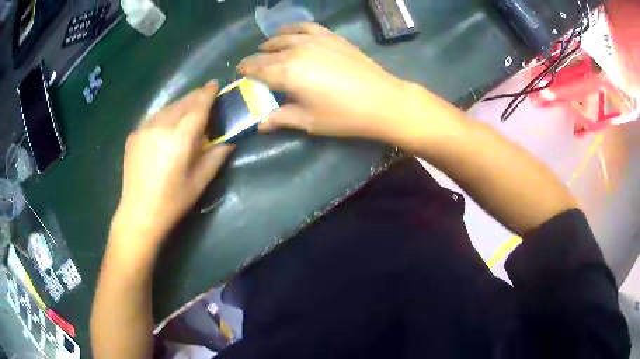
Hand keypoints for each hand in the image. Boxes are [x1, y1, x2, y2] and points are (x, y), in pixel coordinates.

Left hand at [112, 81, 232, 252]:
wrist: (138, 214)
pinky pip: (152, 119)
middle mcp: (160, 128)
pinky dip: (163, 116)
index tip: (215, 84)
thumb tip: (229, 142)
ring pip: (165, 108)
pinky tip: (166, 125)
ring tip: (187, 107)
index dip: (207, 94)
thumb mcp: (199, 183)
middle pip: (181, 104)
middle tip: (204, 94)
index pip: (197, 108)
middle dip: (194, 96)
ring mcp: (143, 130)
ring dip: (179, 105)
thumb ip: (215, 158)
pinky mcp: (133, 136)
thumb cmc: (172, 202)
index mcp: (179, 139)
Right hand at [237, 23, 412, 141]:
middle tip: (253, 67)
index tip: (240, 74)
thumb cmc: (343, 115)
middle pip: (268, 52)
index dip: (246, 71)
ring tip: (267, 48)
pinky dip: (293, 28)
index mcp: (286, 72)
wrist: (382, 100)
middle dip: (257, 59)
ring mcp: (315, 40)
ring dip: (271, 42)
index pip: (257, 68)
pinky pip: (306, 26)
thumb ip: (281, 118)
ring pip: (284, 36)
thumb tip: (261, 124)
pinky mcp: (331, 36)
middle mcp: (296, 50)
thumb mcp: (308, 121)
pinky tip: (290, 32)